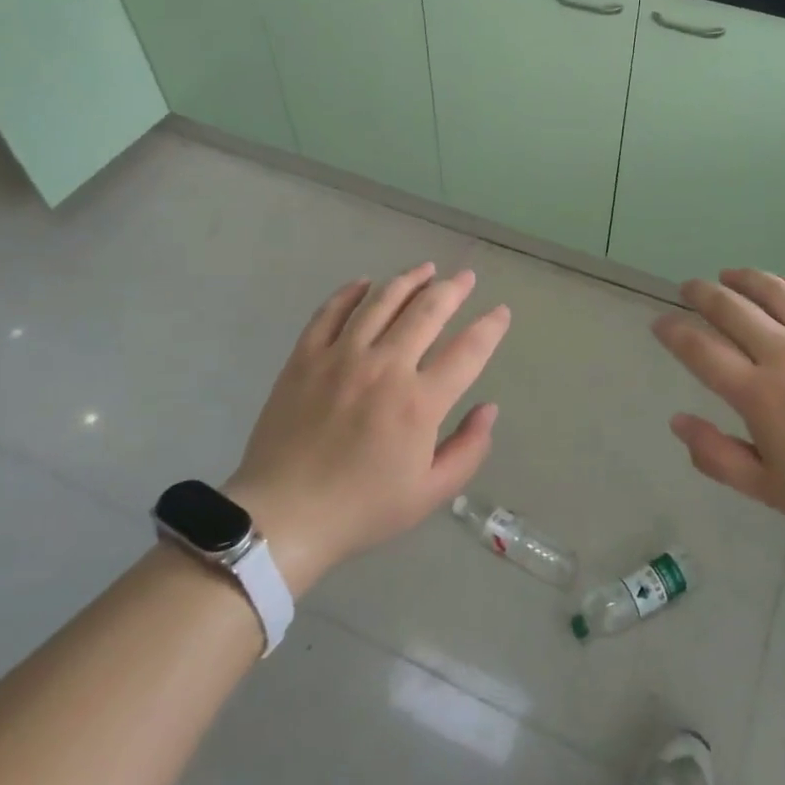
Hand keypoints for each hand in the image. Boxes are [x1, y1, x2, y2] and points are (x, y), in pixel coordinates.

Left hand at [226, 264, 510, 594]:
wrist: (284, 515)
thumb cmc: (361, 508)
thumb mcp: (429, 494)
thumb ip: (468, 449)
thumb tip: (488, 408)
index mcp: (419, 402)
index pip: (467, 351)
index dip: (490, 327)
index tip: (501, 312)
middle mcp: (385, 367)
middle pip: (427, 312)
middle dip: (453, 289)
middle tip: (466, 277)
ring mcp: (341, 356)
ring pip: (382, 301)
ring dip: (409, 280)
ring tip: (425, 269)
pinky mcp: (306, 357)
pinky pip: (331, 312)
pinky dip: (350, 292)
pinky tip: (365, 283)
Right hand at [650, 269, 784, 541]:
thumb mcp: (770, 490)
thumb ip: (717, 456)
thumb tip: (678, 422)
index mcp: (759, 394)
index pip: (701, 351)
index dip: (674, 332)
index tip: (661, 323)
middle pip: (732, 309)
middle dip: (702, 294)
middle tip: (688, 288)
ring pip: (774, 291)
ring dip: (744, 279)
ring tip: (729, 275)